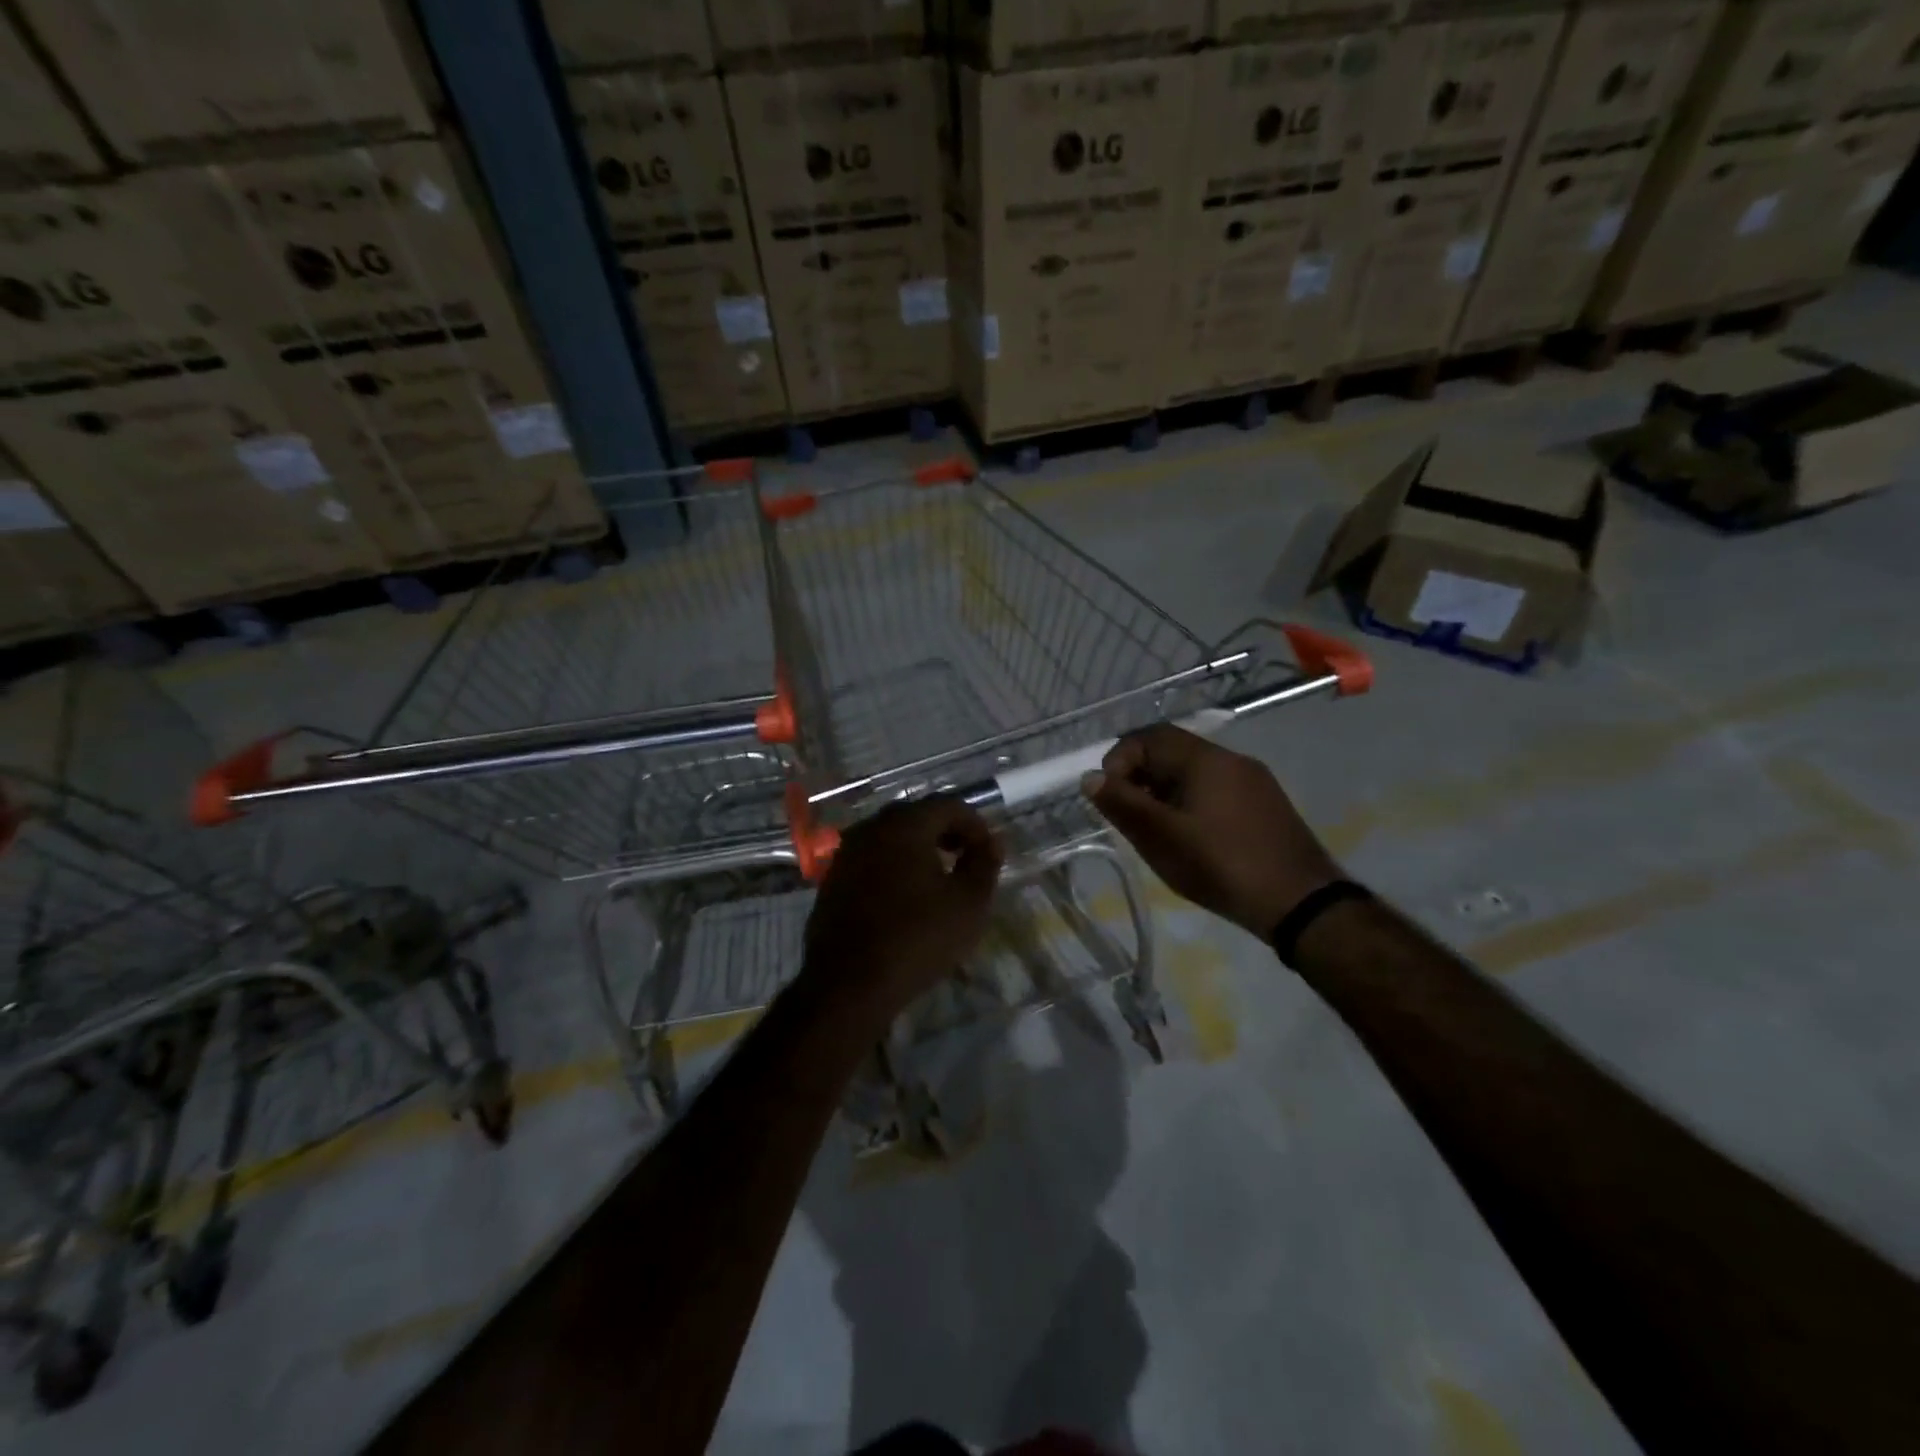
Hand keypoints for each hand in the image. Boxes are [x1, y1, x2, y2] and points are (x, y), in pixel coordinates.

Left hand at [801, 796, 1003, 1027]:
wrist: (848, 984)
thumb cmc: (916, 939)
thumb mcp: (968, 904)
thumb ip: (984, 864)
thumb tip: (992, 842)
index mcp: (905, 824)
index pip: (948, 805)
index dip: (975, 825)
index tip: (989, 853)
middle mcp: (871, 828)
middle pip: (917, 817)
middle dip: (946, 834)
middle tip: (966, 861)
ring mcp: (846, 853)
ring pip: (892, 838)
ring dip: (919, 851)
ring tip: (939, 881)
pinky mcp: (833, 880)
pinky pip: (872, 860)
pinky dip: (894, 868)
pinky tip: (906, 899)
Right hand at [1084, 725, 1340, 938]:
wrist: (1302, 903)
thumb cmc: (1222, 865)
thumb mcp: (1161, 837)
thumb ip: (1122, 804)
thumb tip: (1089, 777)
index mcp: (1205, 759)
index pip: (1149, 736)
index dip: (1119, 760)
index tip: (1110, 798)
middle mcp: (1231, 759)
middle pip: (1172, 751)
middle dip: (1140, 778)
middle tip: (1129, 816)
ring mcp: (1253, 781)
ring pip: (1194, 773)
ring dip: (1164, 792)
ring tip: (1156, 831)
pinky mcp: (1265, 805)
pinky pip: (1215, 790)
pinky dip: (1191, 803)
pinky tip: (1191, 839)